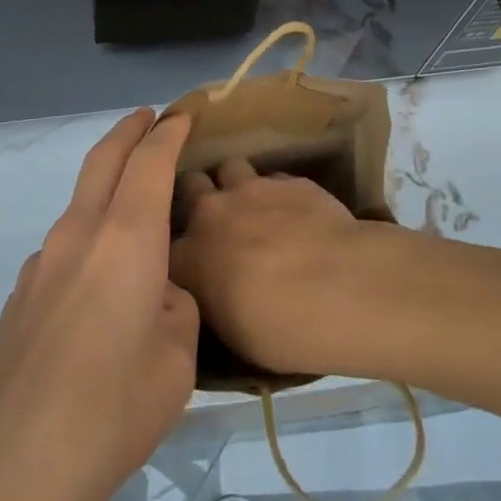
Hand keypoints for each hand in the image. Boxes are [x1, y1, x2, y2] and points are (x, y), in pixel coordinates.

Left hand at [0, 109, 199, 500]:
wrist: (7, 474)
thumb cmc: (110, 412)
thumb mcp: (176, 362)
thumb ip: (175, 308)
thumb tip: (155, 294)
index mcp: (125, 237)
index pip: (149, 160)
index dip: (169, 131)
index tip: (184, 114)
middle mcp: (78, 234)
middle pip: (103, 159)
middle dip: (129, 131)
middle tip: (151, 119)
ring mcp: (41, 263)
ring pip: (81, 202)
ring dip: (108, 186)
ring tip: (138, 212)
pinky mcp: (19, 297)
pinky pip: (65, 246)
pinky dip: (90, 236)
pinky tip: (103, 287)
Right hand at [170, 156, 387, 378]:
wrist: (336, 288)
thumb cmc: (278, 329)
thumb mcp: (232, 332)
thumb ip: (214, 299)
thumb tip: (217, 289)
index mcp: (188, 257)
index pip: (164, 244)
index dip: (179, 247)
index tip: (190, 258)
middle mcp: (211, 213)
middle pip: (191, 185)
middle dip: (200, 196)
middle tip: (217, 219)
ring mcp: (251, 189)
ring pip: (231, 168)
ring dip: (237, 185)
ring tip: (255, 206)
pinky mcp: (289, 180)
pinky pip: (274, 178)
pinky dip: (279, 193)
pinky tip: (297, 212)